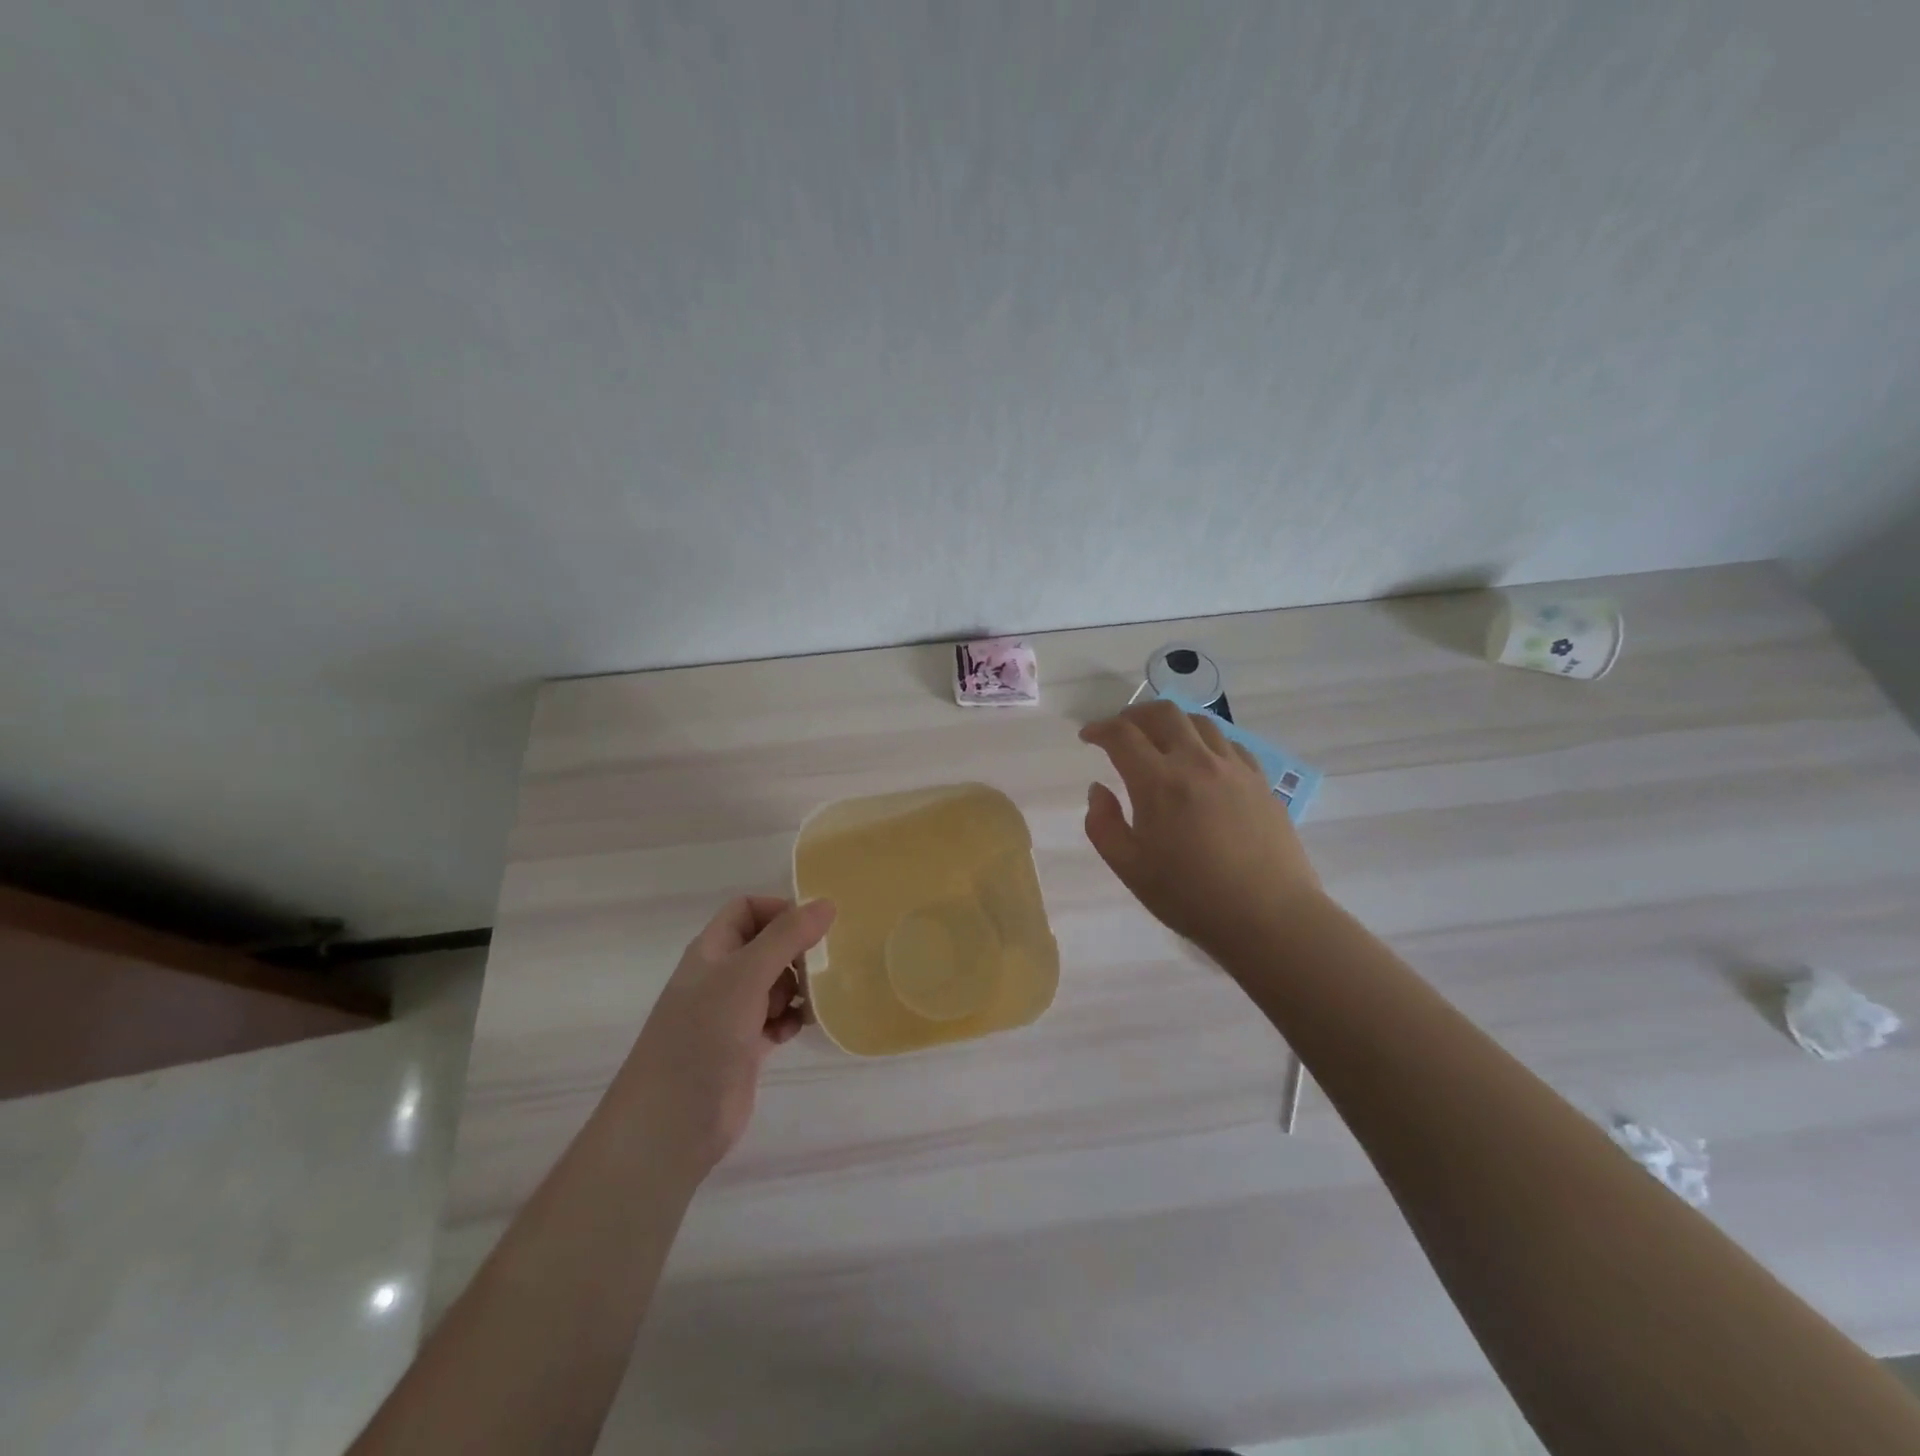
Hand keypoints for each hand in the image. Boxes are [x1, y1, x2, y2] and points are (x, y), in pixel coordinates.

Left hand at [616, 895, 835, 1177]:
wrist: (670, 1125)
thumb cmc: (702, 1037)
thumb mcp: (745, 977)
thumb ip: (786, 937)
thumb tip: (827, 903)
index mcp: (712, 951)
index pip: (748, 910)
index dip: (780, 910)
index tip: (815, 928)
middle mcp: (721, 977)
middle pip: (767, 945)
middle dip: (797, 952)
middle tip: (823, 966)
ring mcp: (732, 1014)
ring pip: (775, 983)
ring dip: (798, 987)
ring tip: (812, 1001)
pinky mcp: (745, 1047)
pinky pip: (777, 1019)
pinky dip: (790, 1019)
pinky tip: (796, 1030)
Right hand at [1079, 700, 1318, 954]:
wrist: (1269, 917)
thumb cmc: (1190, 897)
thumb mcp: (1129, 869)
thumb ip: (1103, 825)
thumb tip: (1098, 790)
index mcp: (1158, 782)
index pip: (1122, 735)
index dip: (1099, 729)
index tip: (1088, 737)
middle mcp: (1196, 762)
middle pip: (1163, 713)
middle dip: (1134, 714)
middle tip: (1121, 731)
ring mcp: (1234, 768)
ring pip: (1199, 722)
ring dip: (1172, 723)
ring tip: (1161, 741)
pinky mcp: (1260, 781)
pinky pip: (1229, 744)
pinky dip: (1205, 741)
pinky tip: (1202, 762)